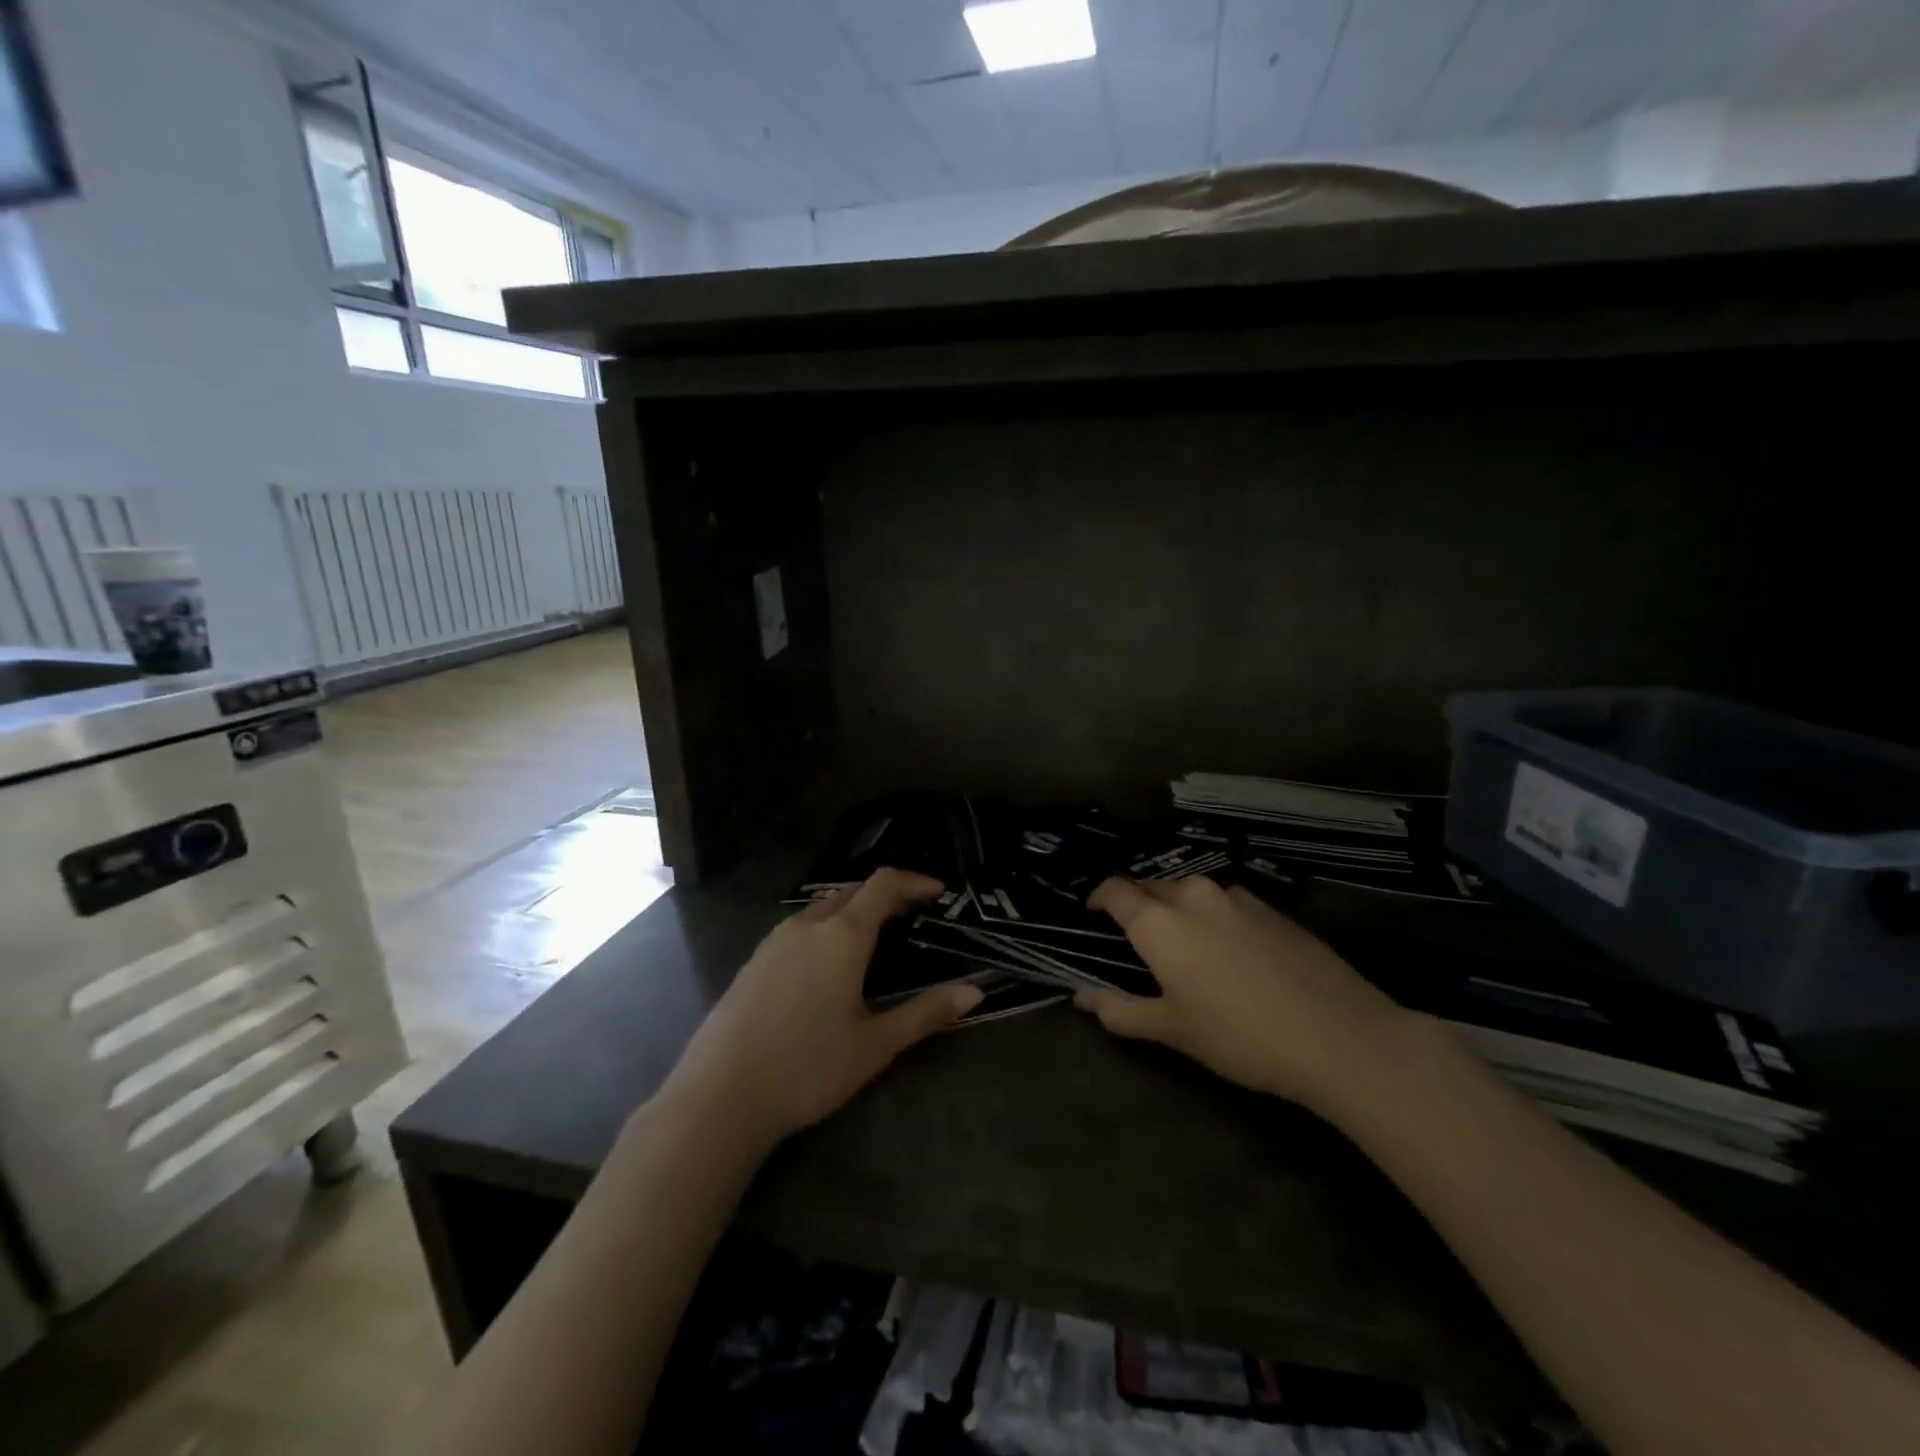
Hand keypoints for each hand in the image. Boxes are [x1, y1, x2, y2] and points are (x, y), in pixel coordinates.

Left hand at [663, 869, 982, 1149]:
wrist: (720, 1095)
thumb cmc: (809, 1067)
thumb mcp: (876, 1044)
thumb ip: (926, 1013)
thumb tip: (974, 992)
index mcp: (843, 934)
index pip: (884, 884)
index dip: (914, 881)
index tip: (938, 892)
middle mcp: (808, 925)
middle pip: (852, 892)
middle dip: (884, 896)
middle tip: (911, 918)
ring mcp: (775, 940)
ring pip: (822, 908)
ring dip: (852, 911)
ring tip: (874, 940)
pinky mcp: (754, 961)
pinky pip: (799, 928)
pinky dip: (825, 930)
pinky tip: (827, 967)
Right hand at [1078, 876, 1415, 1116]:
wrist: (1339, 1036)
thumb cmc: (1240, 1035)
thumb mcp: (1173, 1031)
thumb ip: (1122, 1010)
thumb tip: (1082, 998)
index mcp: (1160, 922)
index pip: (1116, 889)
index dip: (1099, 897)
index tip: (1093, 914)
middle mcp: (1194, 896)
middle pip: (1153, 886)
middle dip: (1138, 904)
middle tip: (1138, 939)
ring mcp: (1237, 898)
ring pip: (1192, 892)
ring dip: (1179, 909)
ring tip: (1186, 945)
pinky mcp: (1273, 909)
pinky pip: (1227, 903)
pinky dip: (1215, 917)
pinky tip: (1232, 952)